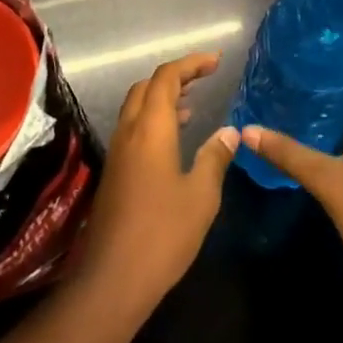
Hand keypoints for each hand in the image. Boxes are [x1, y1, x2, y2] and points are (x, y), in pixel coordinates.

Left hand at [75, 52, 237, 317]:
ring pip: (137, 107)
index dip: (191, 63)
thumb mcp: (201, 196)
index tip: (215, 61)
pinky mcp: (114, 171)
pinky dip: (153, 119)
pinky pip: (133, 128)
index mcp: (151, 129)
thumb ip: (215, 157)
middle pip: (147, 86)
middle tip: (203, 79)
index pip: (166, 77)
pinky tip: (172, 141)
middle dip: (175, 76)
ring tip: (192, 105)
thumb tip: (230, 132)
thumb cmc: (162, 234)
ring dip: (162, 98)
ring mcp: (117, 152)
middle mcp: (129, 131)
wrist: (112, 280)